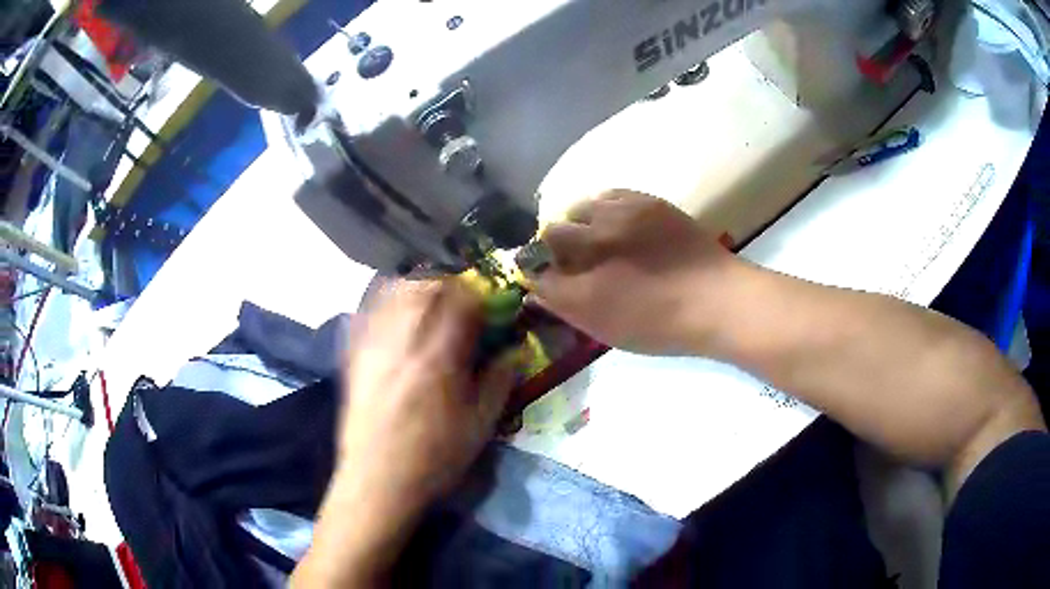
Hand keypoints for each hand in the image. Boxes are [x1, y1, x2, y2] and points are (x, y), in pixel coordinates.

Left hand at [339, 279, 514, 512]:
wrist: (378, 481)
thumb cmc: (434, 458)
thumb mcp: (480, 425)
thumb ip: (499, 381)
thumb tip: (515, 349)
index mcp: (439, 357)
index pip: (462, 300)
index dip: (480, 293)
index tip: (490, 303)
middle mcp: (404, 340)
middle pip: (426, 285)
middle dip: (449, 284)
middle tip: (461, 300)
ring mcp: (374, 345)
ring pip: (395, 291)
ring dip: (419, 286)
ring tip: (430, 301)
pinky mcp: (355, 355)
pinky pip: (369, 310)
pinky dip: (387, 299)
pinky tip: (397, 311)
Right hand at [529, 190, 742, 355]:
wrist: (716, 298)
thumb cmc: (663, 326)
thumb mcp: (609, 330)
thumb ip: (567, 308)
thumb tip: (535, 290)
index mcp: (582, 289)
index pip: (538, 273)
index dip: (537, 274)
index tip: (546, 278)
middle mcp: (593, 246)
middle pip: (551, 234)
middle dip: (553, 246)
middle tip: (574, 259)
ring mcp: (619, 218)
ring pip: (578, 208)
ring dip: (578, 223)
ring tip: (597, 237)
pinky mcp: (644, 201)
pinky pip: (607, 195)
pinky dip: (603, 208)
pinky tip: (616, 221)